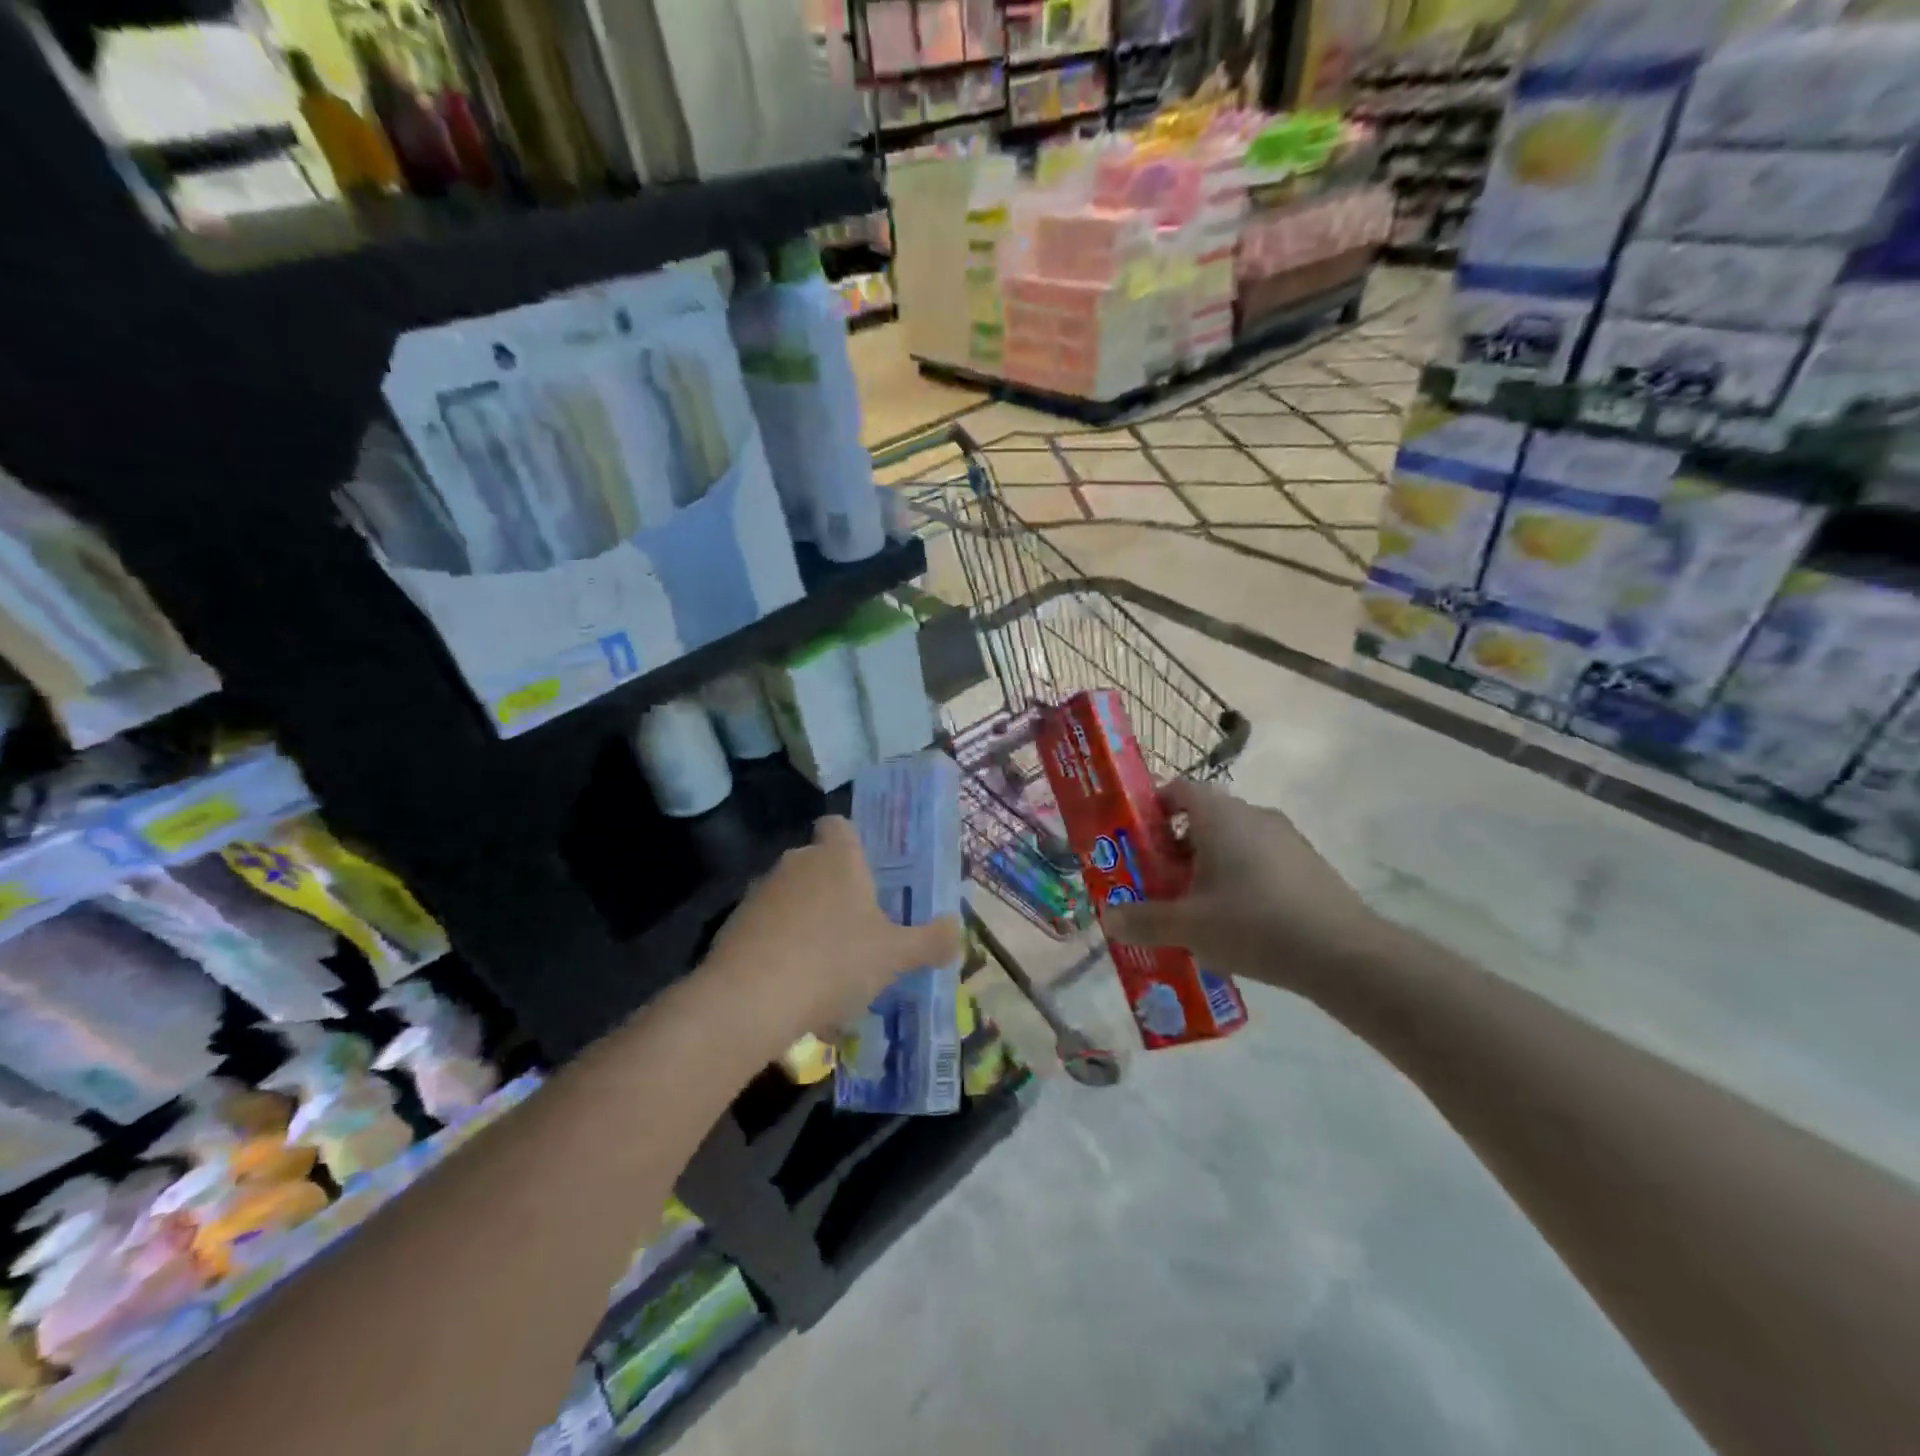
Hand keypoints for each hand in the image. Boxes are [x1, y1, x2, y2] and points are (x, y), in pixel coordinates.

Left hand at [699, 816, 961, 1059]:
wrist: (749, 1000)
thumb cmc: (834, 962)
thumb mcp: (895, 956)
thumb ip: (930, 941)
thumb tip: (956, 930)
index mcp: (837, 858)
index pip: (839, 825)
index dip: (852, 841)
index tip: (868, 871)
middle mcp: (797, 863)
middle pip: (818, 863)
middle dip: (836, 890)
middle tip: (860, 927)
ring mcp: (761, 893)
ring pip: (792, 898)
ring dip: (808, 921)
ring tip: (829, 967)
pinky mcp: (733, 925)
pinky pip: (768, 928)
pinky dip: (782, 948)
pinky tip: (796, 988)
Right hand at [1100, 780, 1389, 997]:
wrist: (1344, 954)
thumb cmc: (1253, 924)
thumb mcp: (1188, 927)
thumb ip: (1143, 920)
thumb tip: (1107, 919)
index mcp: (1220, 815)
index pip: (1177, 788)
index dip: (1151, 809)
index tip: (1136, 842)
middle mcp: (1253, 814)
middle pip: (1203, 817)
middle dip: (1175, 848)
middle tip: (1158, 883)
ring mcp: (1286, 837)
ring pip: (1233, 840)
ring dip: (1209, 865)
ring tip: (1196, 909)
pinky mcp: (1308, 863)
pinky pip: (1260, 860)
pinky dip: (1241, 879)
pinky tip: (1239, 921)